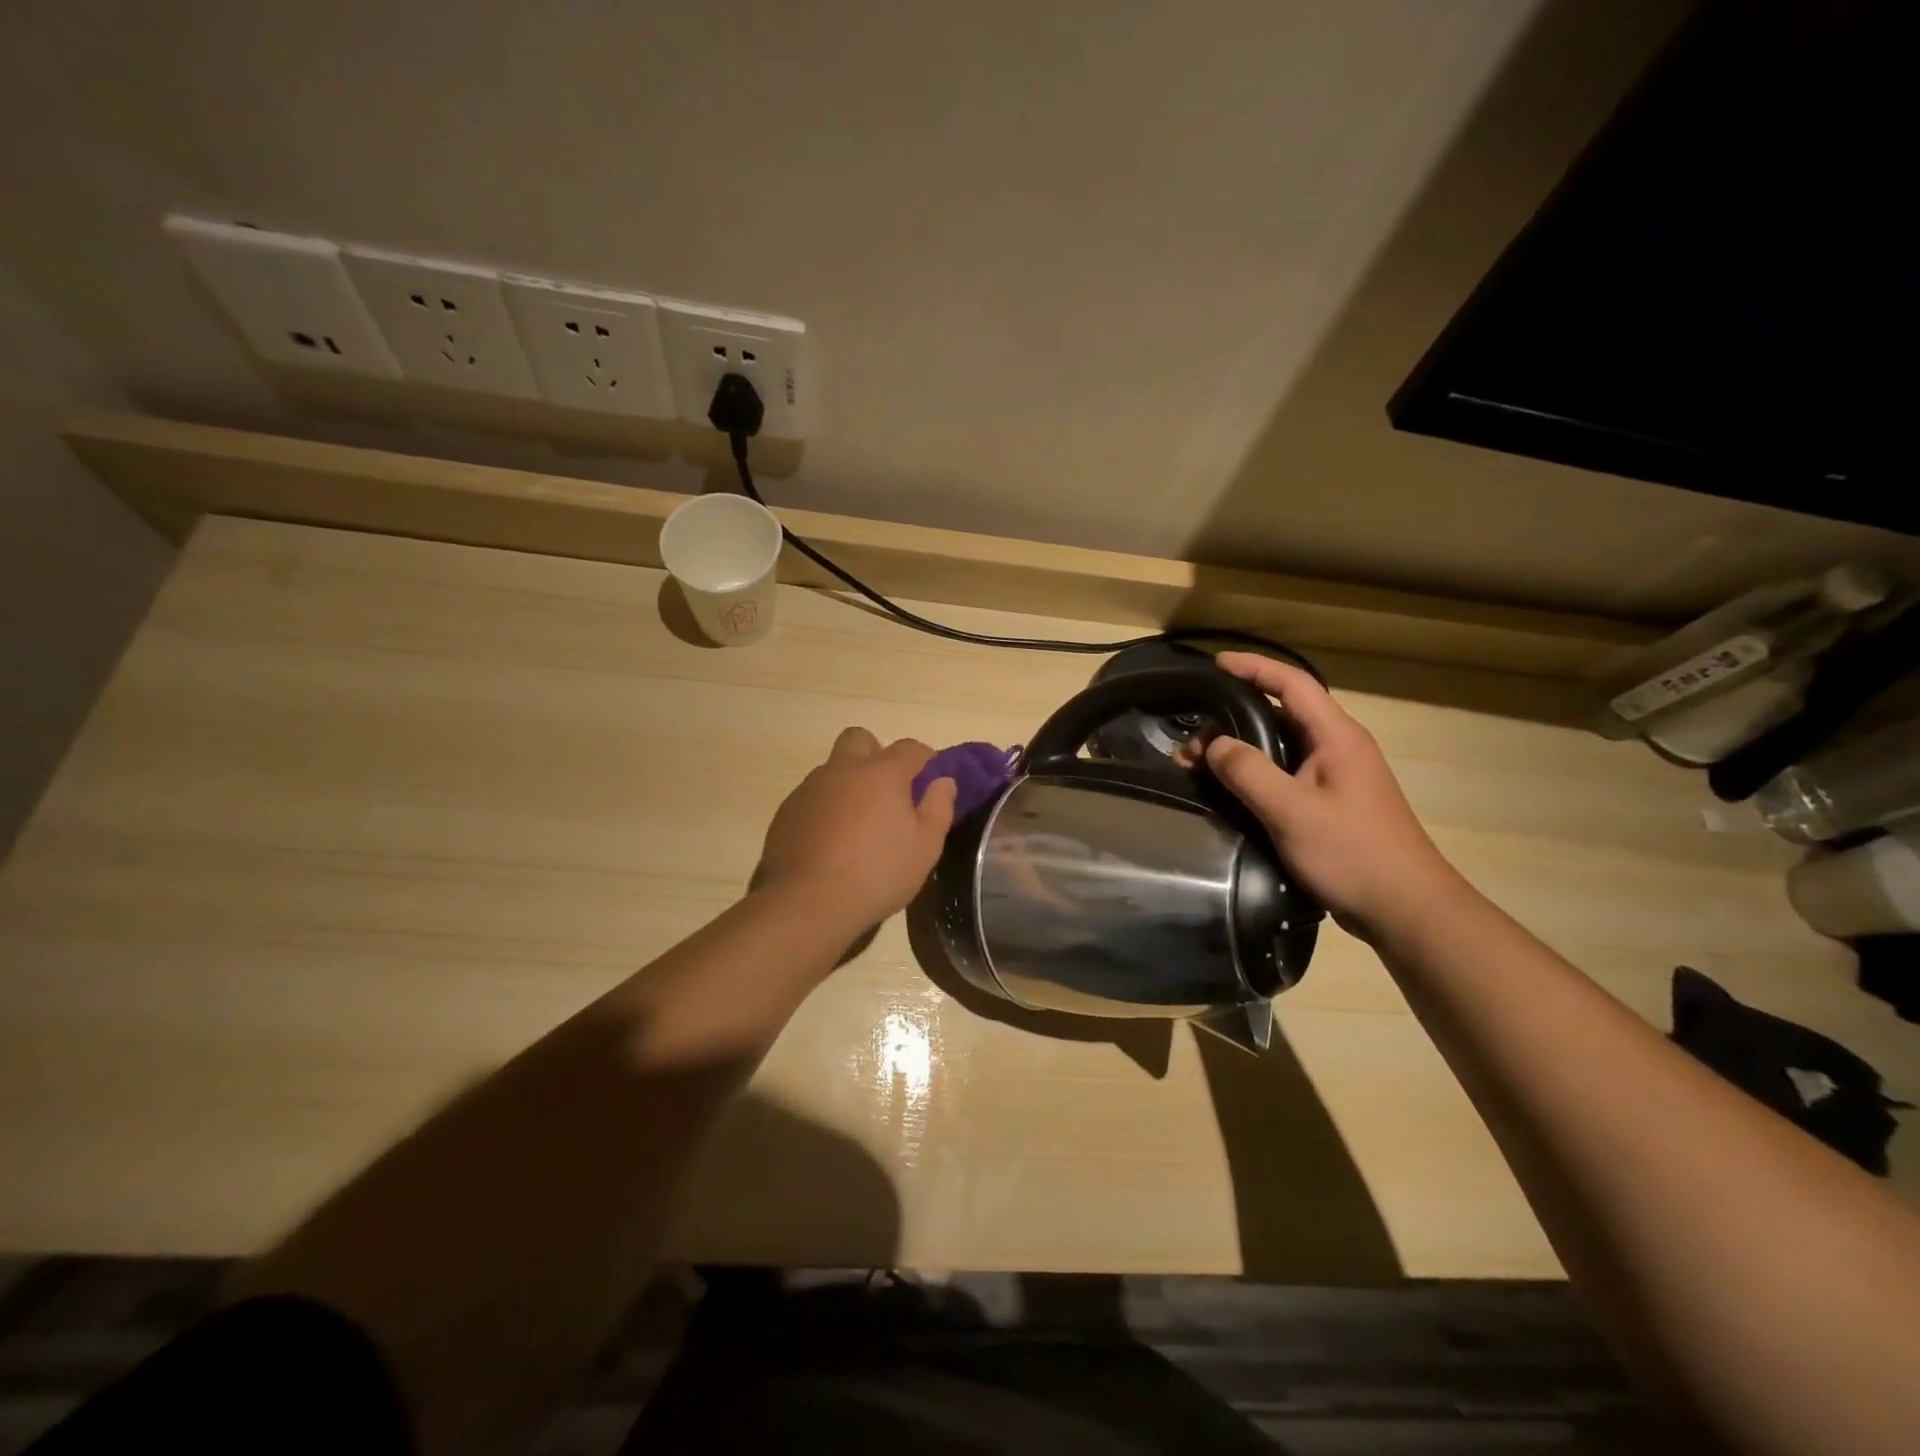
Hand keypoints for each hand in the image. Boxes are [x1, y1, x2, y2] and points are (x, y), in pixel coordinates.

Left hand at [756, 728, 956, 933]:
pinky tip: (832, 841)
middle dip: (877, 754)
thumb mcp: (925, 848)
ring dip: (850, 783)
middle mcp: (843, 769)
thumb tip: (943, 781)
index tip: (931, 780)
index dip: (926, 759)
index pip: (910, 748)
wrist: (806, 902)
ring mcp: (810, 788)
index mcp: (882, 772)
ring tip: (860, 824)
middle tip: (889, 790)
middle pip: (861, 739)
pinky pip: (813, 796)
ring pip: (834, 769)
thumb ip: (938, 808)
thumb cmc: (877, 873)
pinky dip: (827, 807)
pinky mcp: (787, 811)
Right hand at [1204, 653, 1460, 940]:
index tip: (1215, 664)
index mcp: (1337, 737)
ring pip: (1279, 749)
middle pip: (1281, 715)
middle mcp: (1337, 749)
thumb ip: (1248, 772)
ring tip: (1197, 767)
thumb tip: (1213, 744)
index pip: (1293, 684)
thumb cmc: (1353, 853)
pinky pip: (1284, 776)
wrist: (1405, 909)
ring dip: (1239, 751)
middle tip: (1191, 736)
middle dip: (1233, 718)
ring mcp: (1335, 778)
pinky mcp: (1329, 805)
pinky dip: (1252, 776)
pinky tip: (1227, 793)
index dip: (1254, 667)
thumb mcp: (1292, 811)